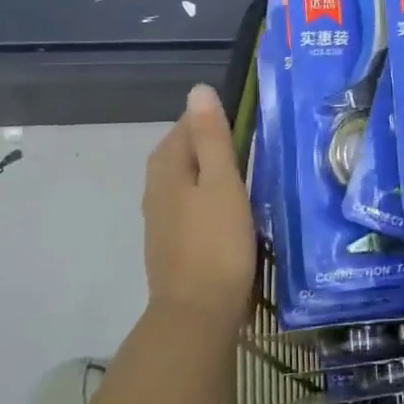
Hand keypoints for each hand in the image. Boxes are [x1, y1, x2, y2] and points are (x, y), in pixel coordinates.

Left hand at [142, 84, 256, 339]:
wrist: (197, 314)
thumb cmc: (216, 242)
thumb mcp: (222, 182)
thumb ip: (211, 137)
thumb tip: (198, 90)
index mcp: (166, 169)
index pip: (184, 126)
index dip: (210, 119)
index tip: (244, 121)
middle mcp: (156, 190)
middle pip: (179, 153)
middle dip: (207, 143)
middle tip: (247, 144)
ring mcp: (160, 220)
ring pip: (182, 180)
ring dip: (206, 172)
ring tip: (241, 174)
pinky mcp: (171, 245)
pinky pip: (187, 205)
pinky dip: (204, 198)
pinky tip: (227, 209)